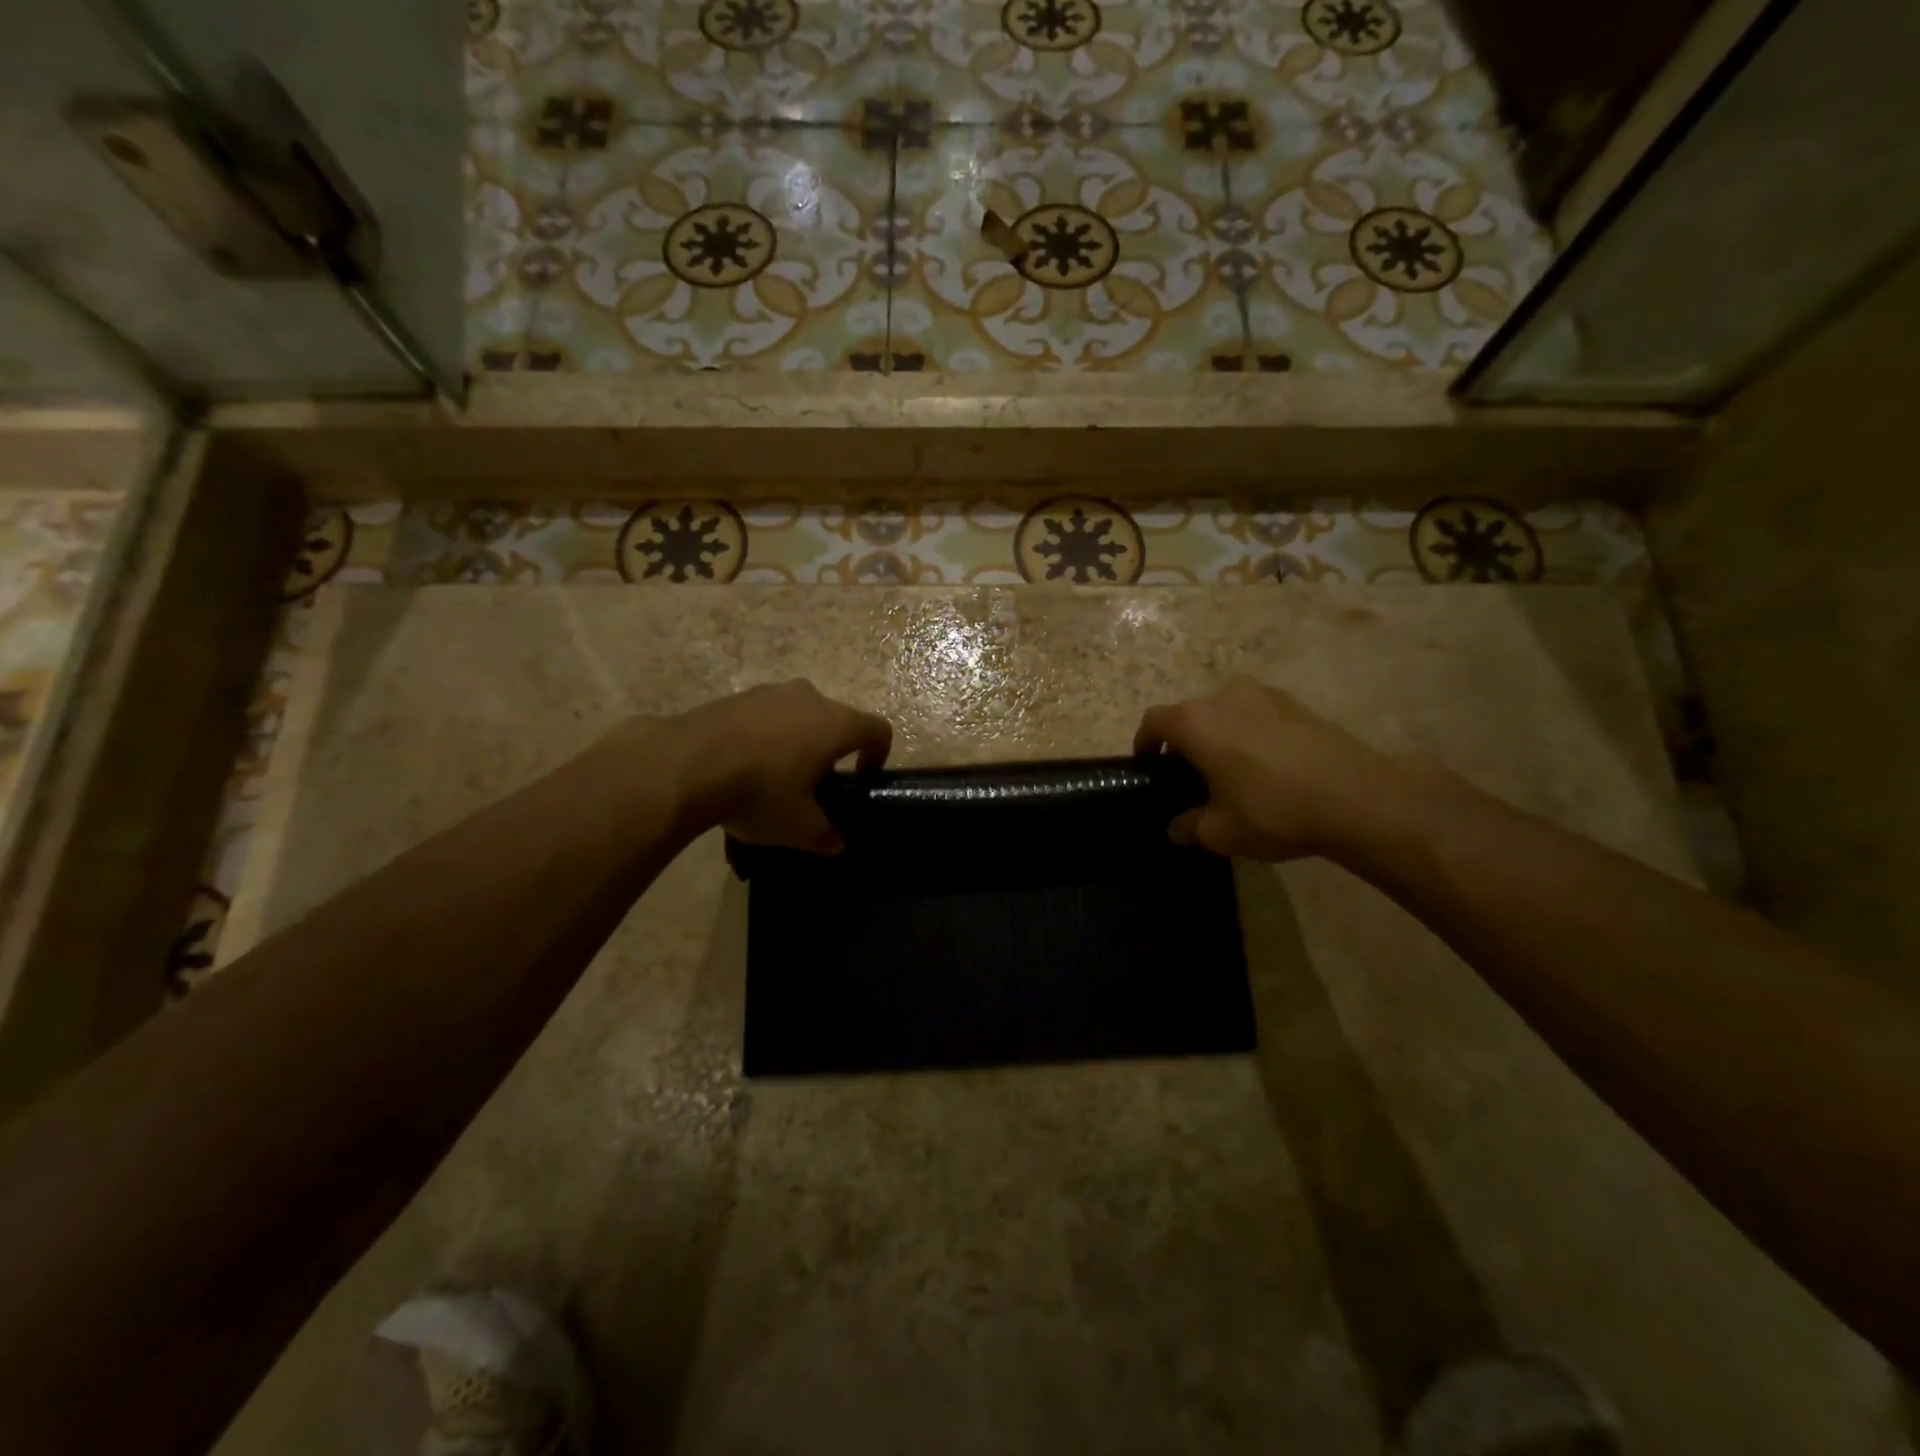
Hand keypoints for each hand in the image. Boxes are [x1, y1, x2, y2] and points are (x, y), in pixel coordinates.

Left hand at [664, 681, 891, 852]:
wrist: (685, 764)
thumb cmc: (760, 792)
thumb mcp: (799, 827)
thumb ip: (825, 836)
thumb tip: (836, 845)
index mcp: (836, 724)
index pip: (877, 730)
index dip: (878, 754)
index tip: (861, 778)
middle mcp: (809, 698)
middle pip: (835, 720)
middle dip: (830, 750)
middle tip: (814, 784)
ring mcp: (769, 692)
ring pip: (797, 715)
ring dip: (795, 741)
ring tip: (773, 777)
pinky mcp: (735, 697)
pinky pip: (763, 716)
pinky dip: (763, 737)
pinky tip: (741, 767)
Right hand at [1134, 677, 1401, 861]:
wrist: (1358, 799)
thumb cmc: (1273, 811)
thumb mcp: (1220, 832)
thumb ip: (1189, 826)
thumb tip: (1177, 828)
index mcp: (1196, 722)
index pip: (1154, 721)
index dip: (1145, 742)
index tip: (1148, 764)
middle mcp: (1226, 697)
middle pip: (1191, 714)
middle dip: (1185, 740)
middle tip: (1192, 774)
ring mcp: (1266, 695)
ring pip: (1228, 711)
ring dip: (1222, 733)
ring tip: (1233, 768)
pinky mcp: (1300, 704)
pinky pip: (1261, 715)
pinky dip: (1254, 733)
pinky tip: (1270, 766)